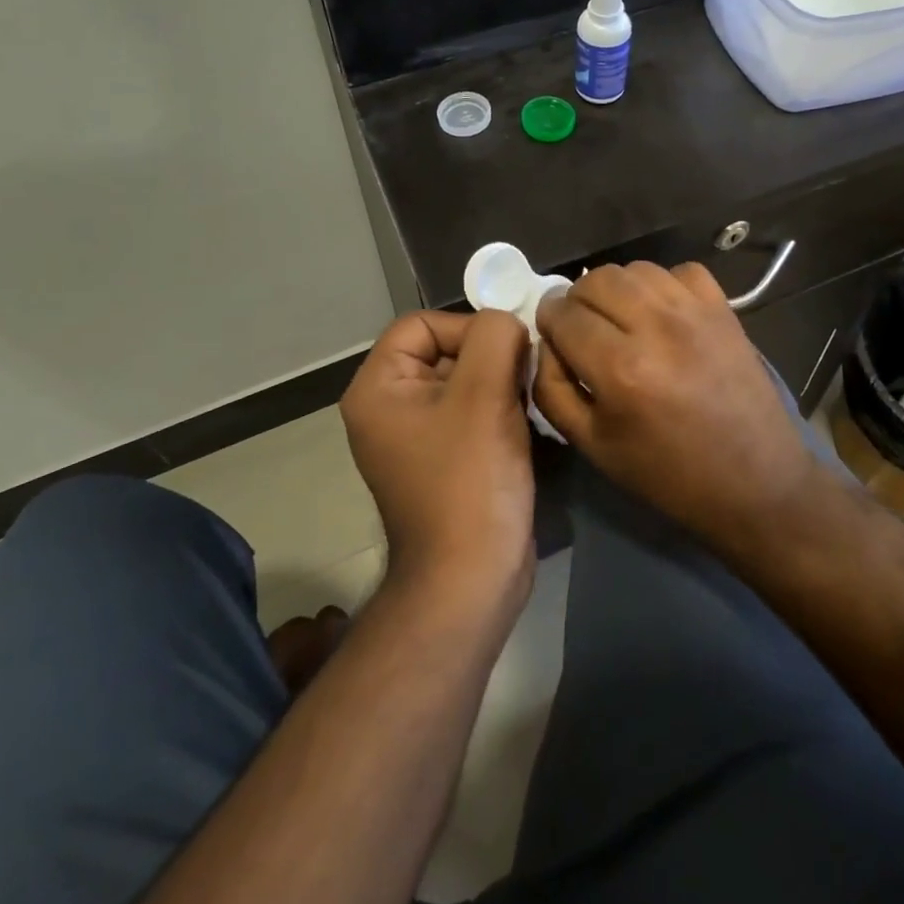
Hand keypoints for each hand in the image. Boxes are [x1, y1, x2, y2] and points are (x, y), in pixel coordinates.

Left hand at [340, 310, 533, 602]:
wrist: (472, 580)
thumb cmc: (469, 481)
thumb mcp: (483, 393)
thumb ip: (496, 336)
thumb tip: (508, 323)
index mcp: (378, 388)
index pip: (422, 324)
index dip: (468, 328)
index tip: (509, 352)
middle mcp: (389, 408)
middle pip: (445, 350)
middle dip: (491, 357)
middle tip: (524, 380)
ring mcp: (416, 437)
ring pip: (466, 380)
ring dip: (502, 384)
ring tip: (525, 406)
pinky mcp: (445, 459)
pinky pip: (473, 412)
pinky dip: (501, 409)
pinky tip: (524, 427)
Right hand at [533, 262, 818, 549]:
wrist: (756, 483)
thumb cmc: (668, 475)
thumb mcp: (592, 447)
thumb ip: (552, 390)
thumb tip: (545, 344)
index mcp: (620, 369)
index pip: (563, 314)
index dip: (548, 321)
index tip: (552, 333)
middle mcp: (656, 327)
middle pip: (595, 279)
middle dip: (577, 300)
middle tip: (583, 328)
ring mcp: (695, 312)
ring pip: (634, 269)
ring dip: (616, 289)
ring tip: (621, 318)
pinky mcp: (723, 309)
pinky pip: (680, 270)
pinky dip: (663, 285)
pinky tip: (663, 314)